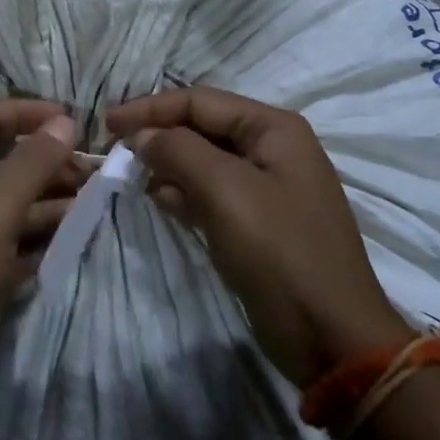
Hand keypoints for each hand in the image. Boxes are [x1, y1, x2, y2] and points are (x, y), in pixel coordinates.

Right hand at [107, 87, 406, 386]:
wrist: (332, 338)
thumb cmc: (279, 252)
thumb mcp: (225, 191)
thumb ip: (178, 151)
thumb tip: (142, 135)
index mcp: (273, 128)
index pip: (200, 101)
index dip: (151, 108)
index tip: (108, 123)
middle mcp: (272, 148)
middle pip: (202, 127)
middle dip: (159, 135)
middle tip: (115, 150)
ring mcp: (267, 187)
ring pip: (204, 161)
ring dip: (168, 164)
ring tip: (131, 176)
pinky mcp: (258, 222)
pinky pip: (212, 193)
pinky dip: (184, 192)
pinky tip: (160, 201)